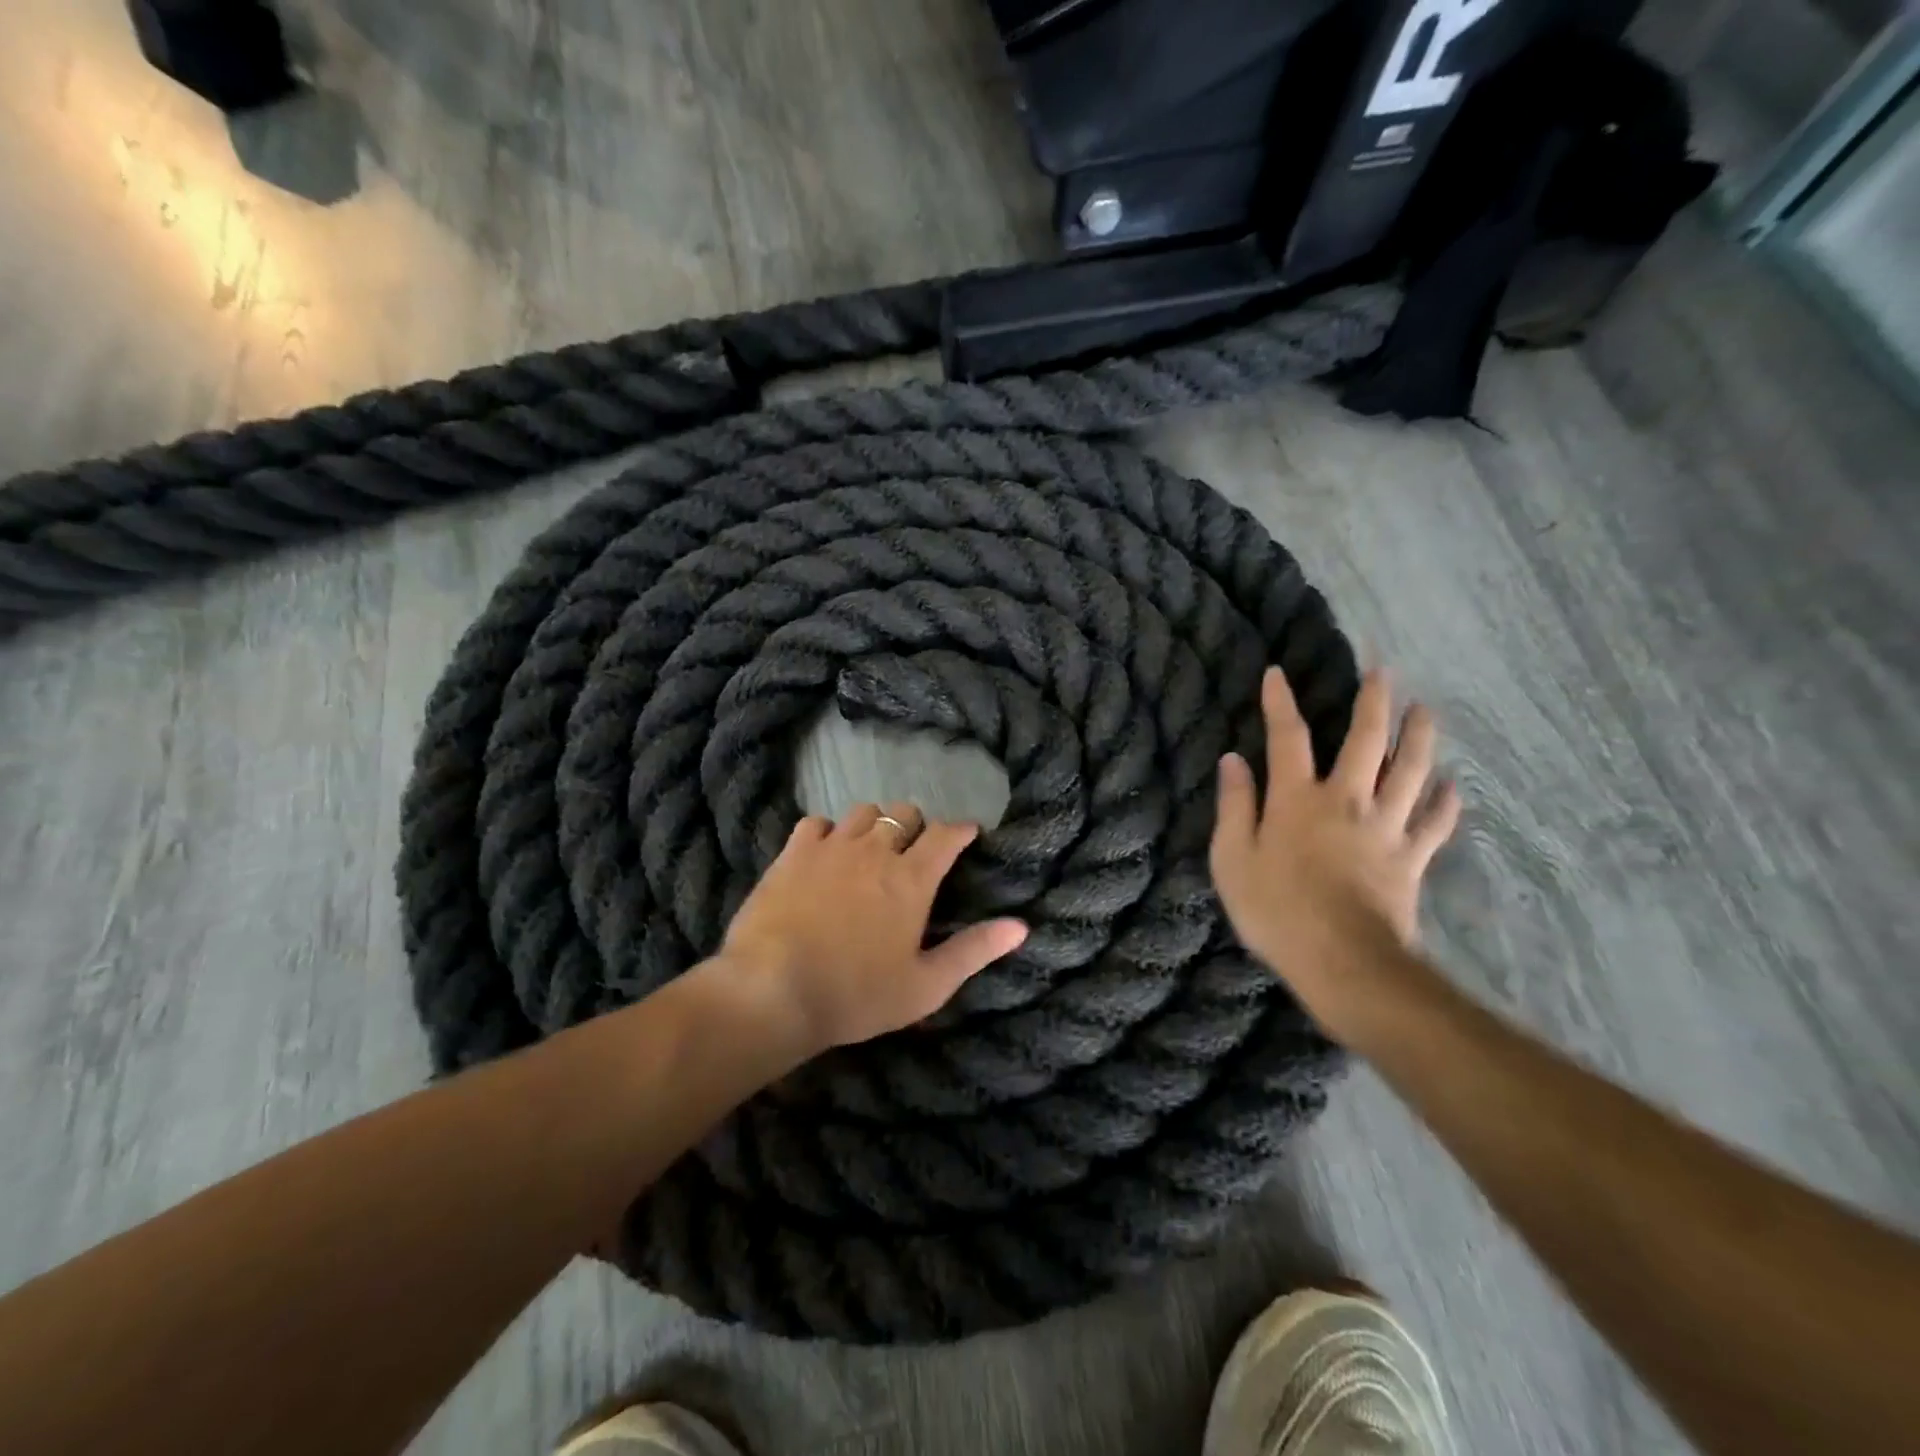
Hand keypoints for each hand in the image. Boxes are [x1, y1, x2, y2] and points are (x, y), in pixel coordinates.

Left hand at [719, 802, 1027, 1053]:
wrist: (772, 991)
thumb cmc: (856, 995)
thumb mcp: (926, 985)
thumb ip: (974, 951)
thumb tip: (1021, 926)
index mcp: (912, 879)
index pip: (946, 835)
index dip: (961, 830)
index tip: (967, 834)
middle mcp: (875, 851)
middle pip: (905, 814)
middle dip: (916, 827)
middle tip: (913, 853)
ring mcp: (831, 847)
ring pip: (863, 812)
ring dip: (874, 826)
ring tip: (870, 850)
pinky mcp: (793, 853)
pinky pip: (817, 823)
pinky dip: (828, 833)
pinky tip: (825, 854)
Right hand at [1210, 667, 1459, 1035]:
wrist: (1342, 961)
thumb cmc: (1275, 909)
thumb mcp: (1233, 859)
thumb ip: (1235, 806)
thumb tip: (1233, 760)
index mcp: (1297, 799)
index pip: (1287, 737)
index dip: (1280, 702)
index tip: (1278, 672)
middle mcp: (1346, 800)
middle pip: (1366, 741)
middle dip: (1373, 703)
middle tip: (1384, 672)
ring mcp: (1385, 828)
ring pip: (1411, 772)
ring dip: (1419, 737)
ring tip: (1426, 710)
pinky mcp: (1411, 859)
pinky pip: (1434, 824)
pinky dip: (1446, 802)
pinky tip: (1453, 786)